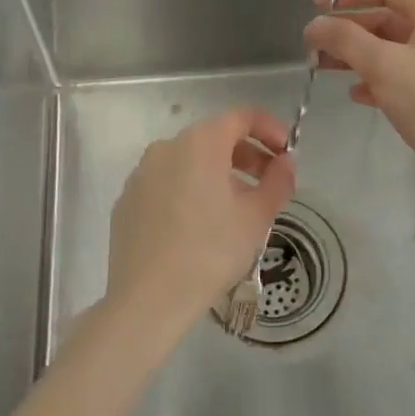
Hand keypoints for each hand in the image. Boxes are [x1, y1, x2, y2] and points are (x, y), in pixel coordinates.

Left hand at [105, 108, 295, 325]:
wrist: (147, 299)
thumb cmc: (210, 252)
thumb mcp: (256, 217)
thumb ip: (278, 181)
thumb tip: (285, 163)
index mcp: (200, 142)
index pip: (241, 116)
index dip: (269, 128)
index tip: (286, 152)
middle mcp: (167, 147)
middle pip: (214, 136)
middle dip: (247, 153)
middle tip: (269, 181)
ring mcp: (142, 173)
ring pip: (189, 160)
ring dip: (218, 172)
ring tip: (237, 206)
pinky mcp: (128, 200)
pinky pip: (167, 182)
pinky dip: (189, 189)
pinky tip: (199, 224)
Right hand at [303, 0, 414, 208]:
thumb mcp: (382, 63)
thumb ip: (344, 38)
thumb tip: (314, 25)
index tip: (319, 4)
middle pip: (387, 20)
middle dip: (348, 28)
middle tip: (313, 43)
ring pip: (388, 52)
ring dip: (355, 55)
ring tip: (321, 67)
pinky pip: (397, 80)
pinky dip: (373, 81)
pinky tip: (354, 94)